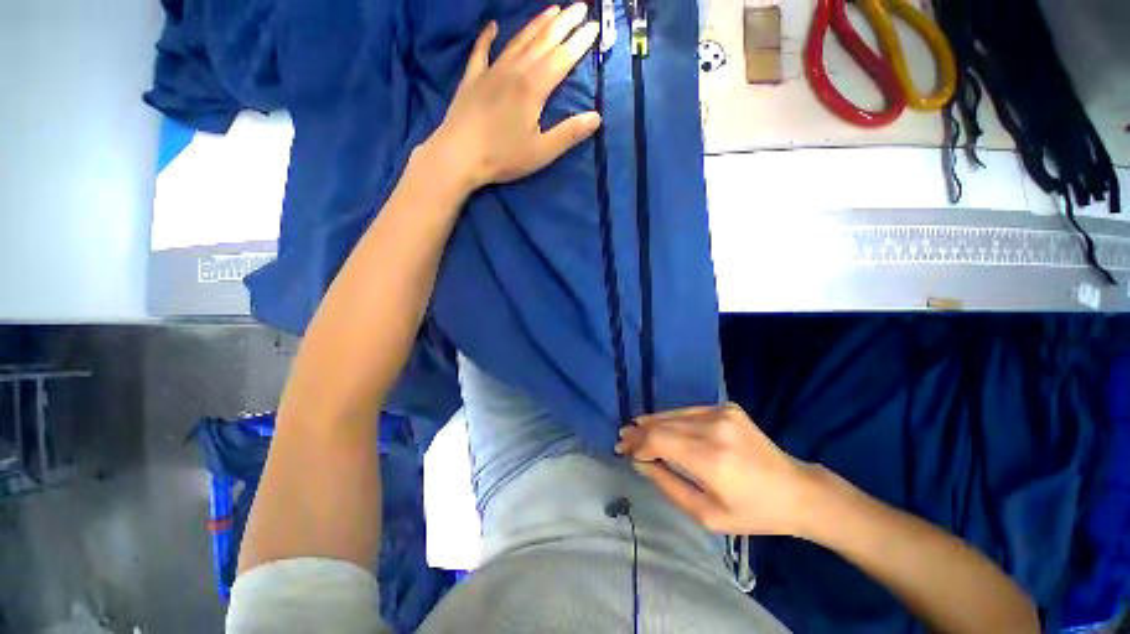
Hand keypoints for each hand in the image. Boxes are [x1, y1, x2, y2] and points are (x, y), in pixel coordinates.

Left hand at [429, 3, 602, 189]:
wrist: (458, 156)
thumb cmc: (502, 157)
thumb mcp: (541, 152)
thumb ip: (569, 134)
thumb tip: (596, 117)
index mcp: (533, 88)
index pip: (562, 59)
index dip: (580, 43)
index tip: (594, 27)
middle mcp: (514, 71)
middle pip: (543, 41)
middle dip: (564, 23)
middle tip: (580, 7)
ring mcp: (491, 71)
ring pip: (518, 40)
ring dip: (537, 24)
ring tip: (553, 10)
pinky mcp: (472, 78)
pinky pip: (481, 50)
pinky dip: (487, 36)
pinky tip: (493, 25)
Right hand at [616, 403, 826, 535]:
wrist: (796, 490)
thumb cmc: (752, 512)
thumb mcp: (707, 515)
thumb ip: (668, 485)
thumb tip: (640, 462)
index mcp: (712, 460)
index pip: (658, 441)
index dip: (636, 443)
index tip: (622, 449)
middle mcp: (715, 428)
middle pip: (663, 424)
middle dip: (639, 432)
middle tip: (622, 439)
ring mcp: (722, 413)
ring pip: (673, 414)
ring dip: (652, 423)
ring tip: (635, 430)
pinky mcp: (727, 407)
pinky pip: (688, 412)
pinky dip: (671, 419)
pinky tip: (661, 425)